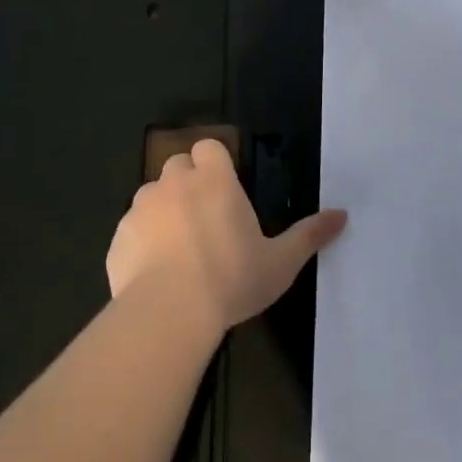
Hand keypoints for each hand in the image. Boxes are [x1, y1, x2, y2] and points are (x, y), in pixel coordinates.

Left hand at [107, 139, 347, 333]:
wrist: (168, 314)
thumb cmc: (231, 280)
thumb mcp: (280, 262)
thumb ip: (309, 235)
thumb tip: (343, 215)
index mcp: (213, 180)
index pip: (208, 147)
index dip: (214, 163)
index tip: (223, 191)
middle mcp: (174, 184)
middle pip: (178, 167)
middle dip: (188, 185)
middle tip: (205, 222)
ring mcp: (141, 208)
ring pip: (152, 196)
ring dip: (163, 212)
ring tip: (178, 250)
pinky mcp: (118, 237)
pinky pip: (131, 230)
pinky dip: (141, 242)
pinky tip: (154, 274)